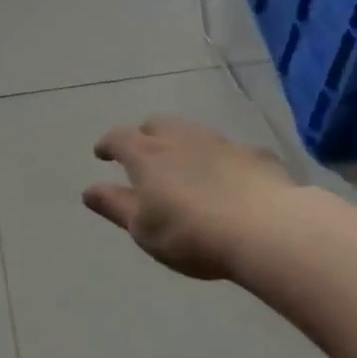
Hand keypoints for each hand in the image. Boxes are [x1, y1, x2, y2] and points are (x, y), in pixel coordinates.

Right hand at [84, 115, 299, 280]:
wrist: (268, 229)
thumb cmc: (190, 232)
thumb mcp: (142, 228)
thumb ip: (115, 206)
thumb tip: (88, 190)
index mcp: (146, 155)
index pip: (118, 138)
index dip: (107, 144)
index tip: (101, 154)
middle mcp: (180, 139)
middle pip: (156, 124)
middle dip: (145, 135)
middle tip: (143, 154)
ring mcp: (221, 143)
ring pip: (194, 133)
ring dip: (184, 144)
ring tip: (185, 165)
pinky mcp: (256, 156)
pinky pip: (232, 152)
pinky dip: (223, 161)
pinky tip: (231, 179)